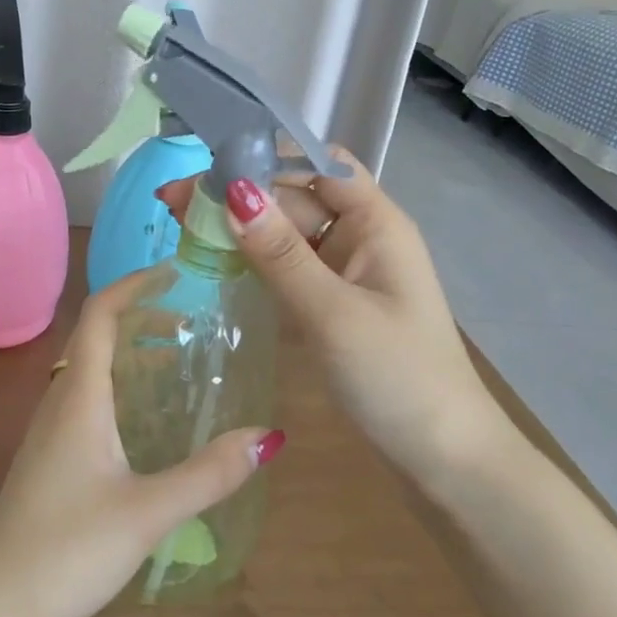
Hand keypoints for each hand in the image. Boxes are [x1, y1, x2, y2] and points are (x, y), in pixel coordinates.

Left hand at [0, 276, 283, 616]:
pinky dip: (119, 386)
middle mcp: (60, 402)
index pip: (100, 316)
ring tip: (177, 362)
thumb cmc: (68, 550)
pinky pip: (85, 398)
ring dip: (130, 352)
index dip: (134, 286)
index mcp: (80, 398)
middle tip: (189, 324)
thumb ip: (209, 474)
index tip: (174, 275)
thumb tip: (268, 436)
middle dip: (140, 318)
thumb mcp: (149, 512)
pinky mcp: (49, 458)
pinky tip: (146, 420)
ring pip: (89, 369)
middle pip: (96, 336)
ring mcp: (49, 431)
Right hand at [156, 152, 498, 478]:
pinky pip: (287, 269)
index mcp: (376, 224)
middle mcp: (361, 238)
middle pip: (295, 198)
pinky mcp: (332, 305)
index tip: (211, 166)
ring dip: (239, 228)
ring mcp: (346, 274)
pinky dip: (253, 262)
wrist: (444, 459)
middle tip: (172, 202)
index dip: (268, 156)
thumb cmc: (397, 378)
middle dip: (239, 195)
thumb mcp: (333, 313)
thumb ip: (281, 254)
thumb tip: (234, 192)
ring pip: (286, 234)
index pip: (320, 165)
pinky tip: (214, 262)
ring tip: (180, 226)